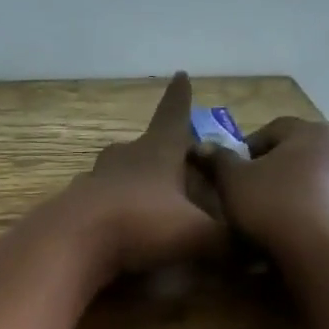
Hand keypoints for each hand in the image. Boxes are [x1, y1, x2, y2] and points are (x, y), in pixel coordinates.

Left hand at [54, 72, 225, 275]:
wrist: (73, 241)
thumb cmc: (141, 224)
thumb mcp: (196, 235)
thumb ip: (228, 242)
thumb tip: (255, 253)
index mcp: (156, 153)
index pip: (173, 116)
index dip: (180, 98)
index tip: (180, 76)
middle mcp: (123, 159)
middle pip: (141, 145)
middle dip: (156, 148)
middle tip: (171, 158)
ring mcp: (94, 180)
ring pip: (115, 171)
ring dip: (129, 177)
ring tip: (144, 194)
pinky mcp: (74, 206)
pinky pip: (97, 200)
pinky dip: (109, 206)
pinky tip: (115, 223)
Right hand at [194, 115, 328, 263]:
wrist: (325, 253)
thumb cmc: (273, 205)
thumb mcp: (232, 182)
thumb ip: (218, 160)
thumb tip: (200, 146)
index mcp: (310, 132)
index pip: (275, 129)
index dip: (251, 149)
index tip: (237, 173)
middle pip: (304, 153)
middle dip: (282, 170)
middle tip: (260, 196)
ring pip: (326, 180)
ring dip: (307, 192)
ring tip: (285, 220)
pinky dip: (326, 215)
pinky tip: (309, 236)